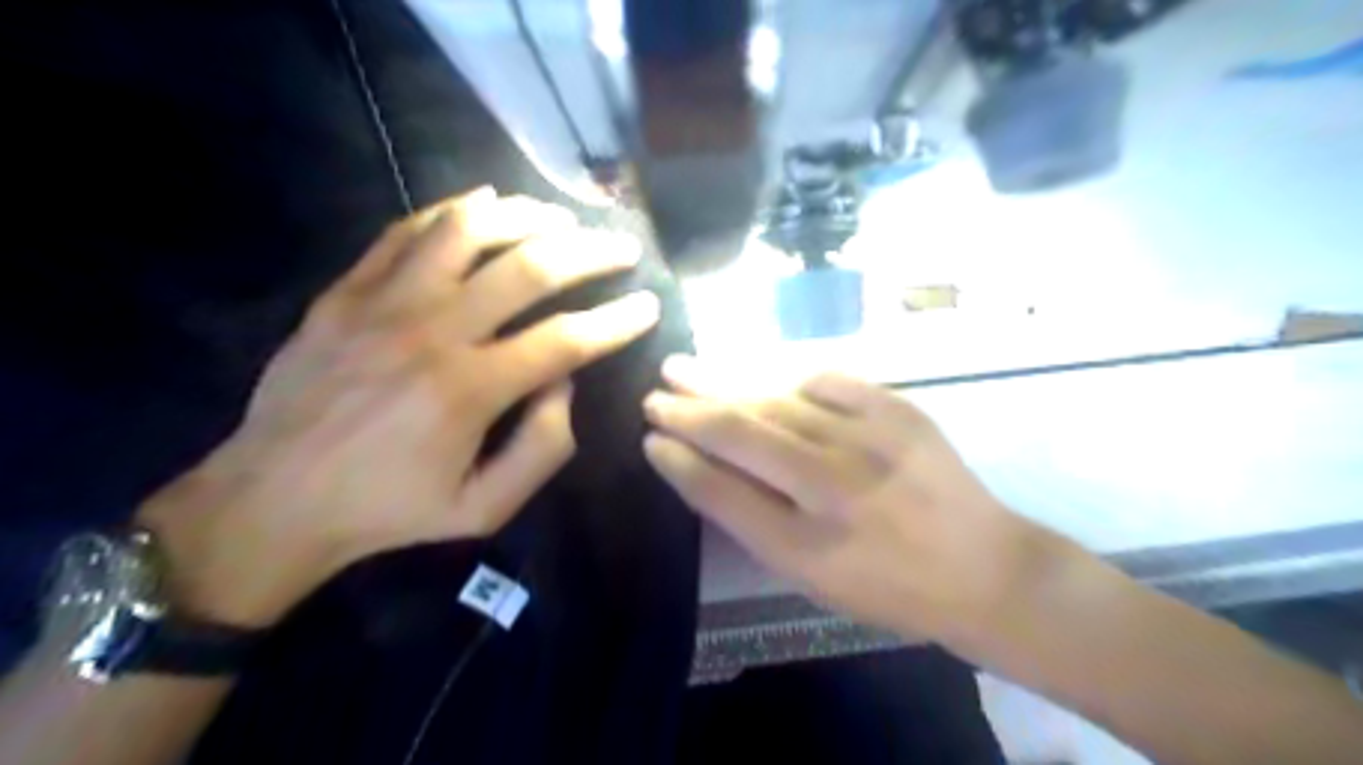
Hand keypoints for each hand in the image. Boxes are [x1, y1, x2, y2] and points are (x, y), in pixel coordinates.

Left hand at [137, 187, 658, 623]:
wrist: (274, 498)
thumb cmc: (390, 510)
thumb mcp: (483, 509)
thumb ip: (542, 449)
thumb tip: (565, 384)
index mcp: (470, 390)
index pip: (566, 338)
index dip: (617, 319)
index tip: (647, 304)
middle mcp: (433, 332)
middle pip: (528, 269)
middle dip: (589, 253)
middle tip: (621, 247)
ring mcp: (383, 303)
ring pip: (468, 231)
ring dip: (527, 217)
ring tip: (561, 218)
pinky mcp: (346, 292)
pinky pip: (406, 231)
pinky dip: (453, 211)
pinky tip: (485, 205)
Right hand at [639, 354, 1052, 642]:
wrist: (983, 568)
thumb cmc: (886, 585)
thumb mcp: (809, 574)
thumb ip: (750, 519)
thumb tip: (698, 466)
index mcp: (804, 543)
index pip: (719, 489)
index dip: (678, 459)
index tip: (650, 437)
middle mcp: (831, 486)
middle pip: (740, 432)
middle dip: (688, 409)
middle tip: (655, 391)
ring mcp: (869, 440)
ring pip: (776, 399)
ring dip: (724, 382)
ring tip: (686, 369)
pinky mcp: (899, 410)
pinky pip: (827, 381)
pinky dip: (790, 380)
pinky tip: (770, 381)